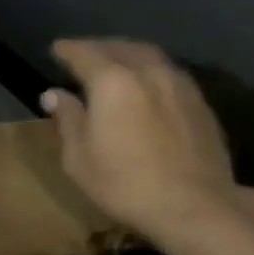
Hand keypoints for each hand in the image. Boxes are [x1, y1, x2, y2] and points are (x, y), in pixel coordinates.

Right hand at [40, 40, 240, 241]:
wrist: (195, 207)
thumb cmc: (126, 184)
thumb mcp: (80, 158)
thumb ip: (67, 119)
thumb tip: (53, 94)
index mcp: (112, 81)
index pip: (84, 53)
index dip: (67, 50)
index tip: (56, 49)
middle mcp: (147, 71)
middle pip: (120, 47)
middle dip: (99, 47)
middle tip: (84, 54)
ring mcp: (178, 84)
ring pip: (149, 56)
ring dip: (128, 55)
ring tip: (116, 65)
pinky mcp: (200, 102)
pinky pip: (168, 73)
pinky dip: (151, 71)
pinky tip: (147, 87)